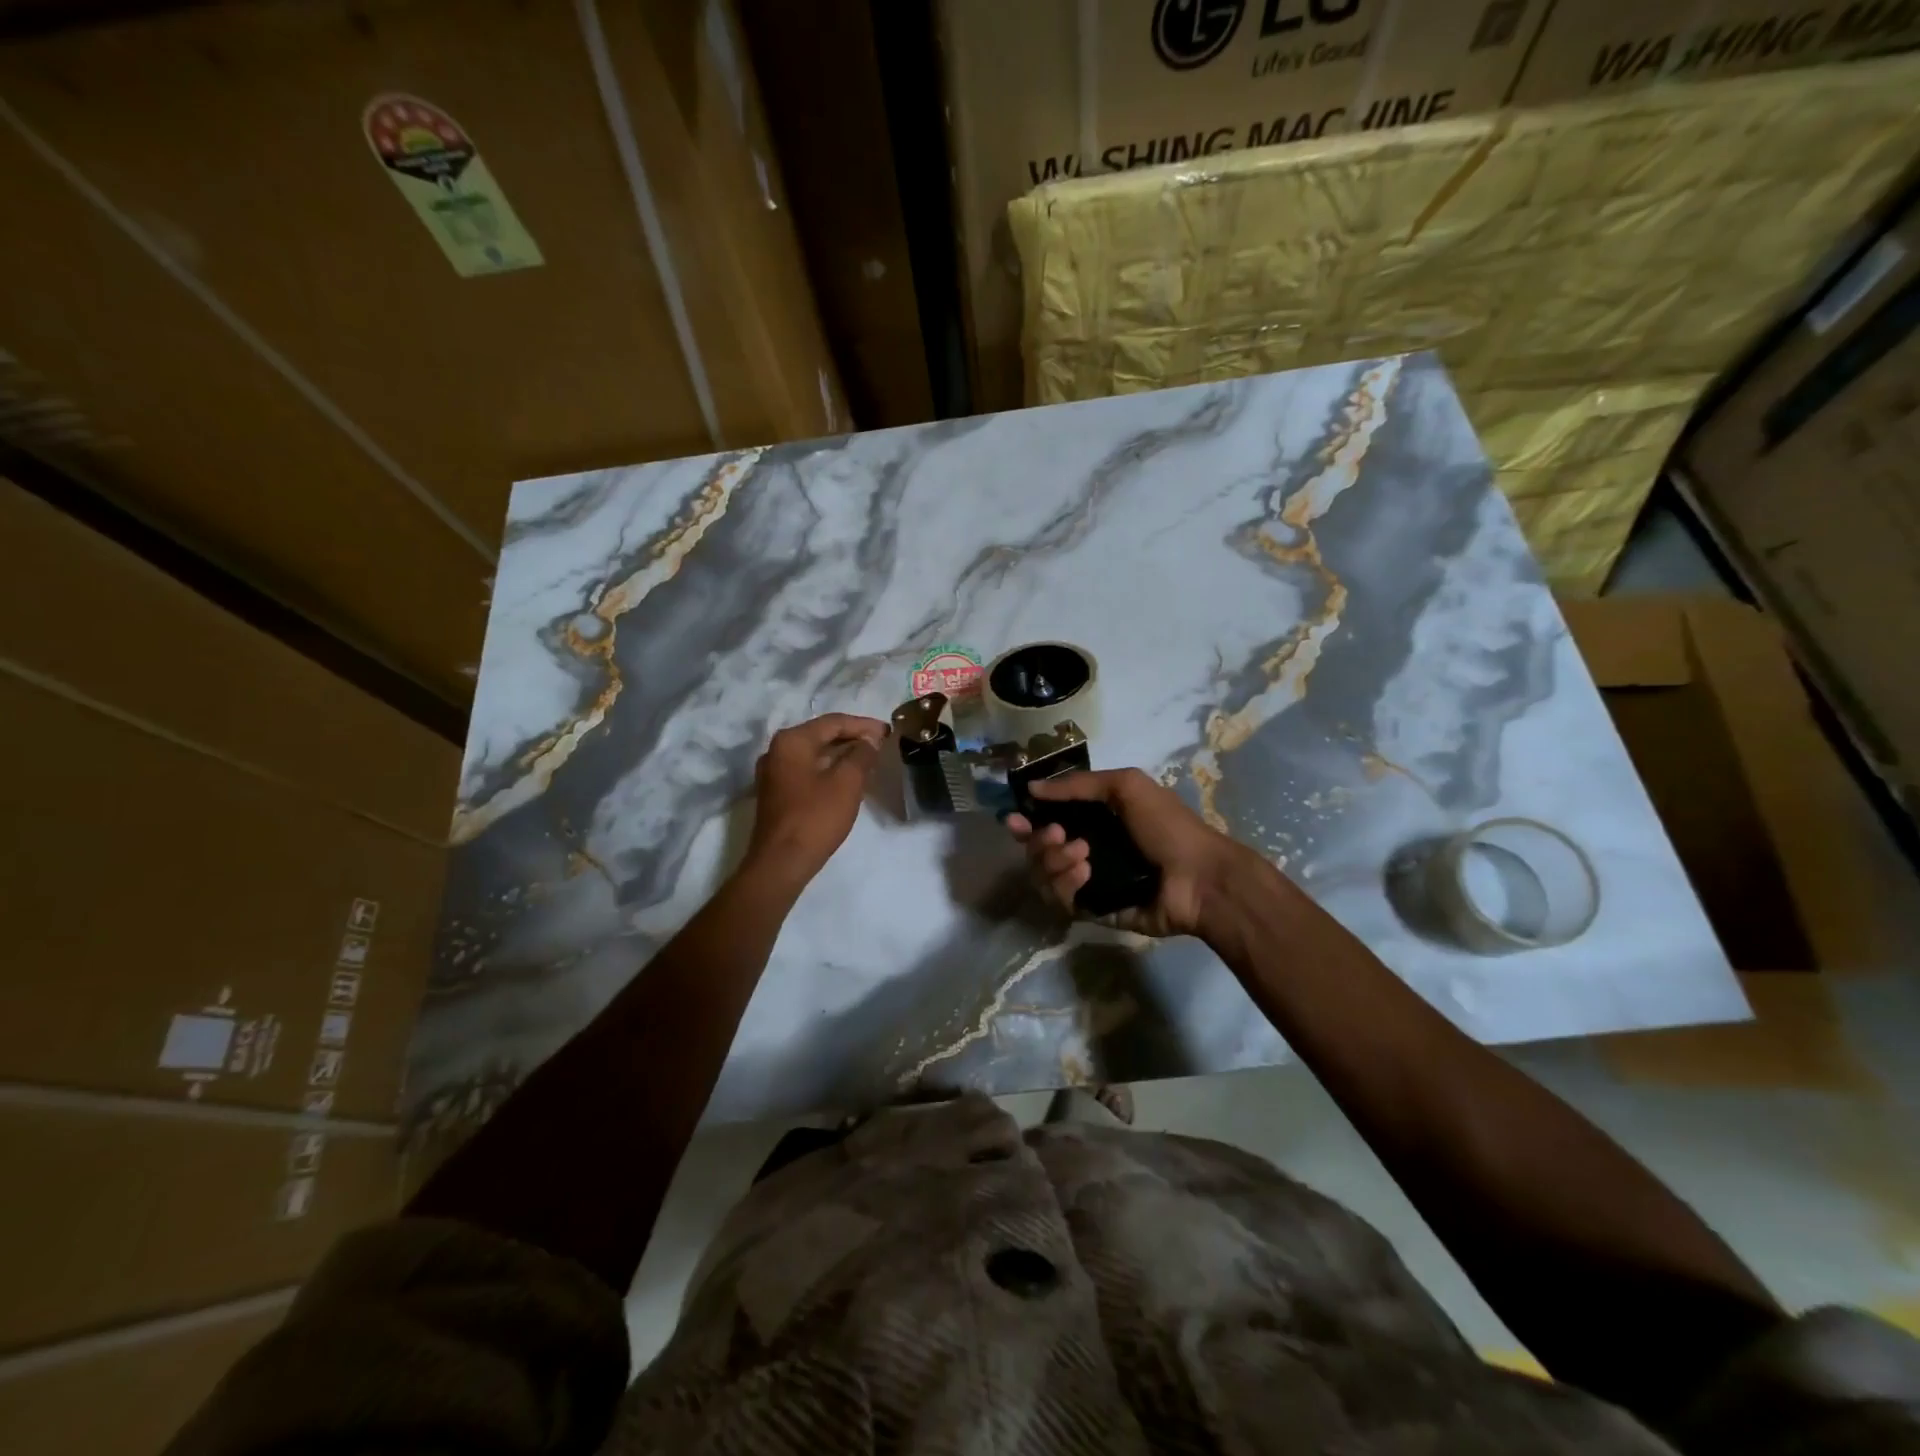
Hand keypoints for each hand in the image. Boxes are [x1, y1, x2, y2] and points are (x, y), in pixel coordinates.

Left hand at [745, 713, 888, 882]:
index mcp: (792, 741)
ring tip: (869, 759)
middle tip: (881, 744)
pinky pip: (807, 770)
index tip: (888, 732)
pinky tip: (847, 777)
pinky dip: (828, 768)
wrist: (781, 863)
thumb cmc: (816, 818)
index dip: (863, 725)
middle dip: (853, 737)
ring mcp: (773, 772)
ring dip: (841, 754)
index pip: (833, 722)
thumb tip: (870, 739)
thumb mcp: (847, 783)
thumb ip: (862, 754)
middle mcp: (777, 750)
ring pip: (814, 753)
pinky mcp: (776, 792)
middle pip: (821, 735)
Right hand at [1006, 768, 1260, 937]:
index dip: (1026, 820)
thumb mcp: (1126, 786)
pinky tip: (1086, 874)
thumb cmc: (1167, 827)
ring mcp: (1086, 881)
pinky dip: (1065, 884)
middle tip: (1059, 835)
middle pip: (1036, 848)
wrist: (1198, 878)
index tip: (1015, 819)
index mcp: (1093, 819)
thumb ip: (1077, 785)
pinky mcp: (1090, 909)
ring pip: (1041, 874)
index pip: (1045, 819)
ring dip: (1053, 861)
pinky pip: (1058, 899)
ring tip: (1083, 855)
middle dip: (1039, 840)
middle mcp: (1084, 848)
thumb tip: (1031, 787)